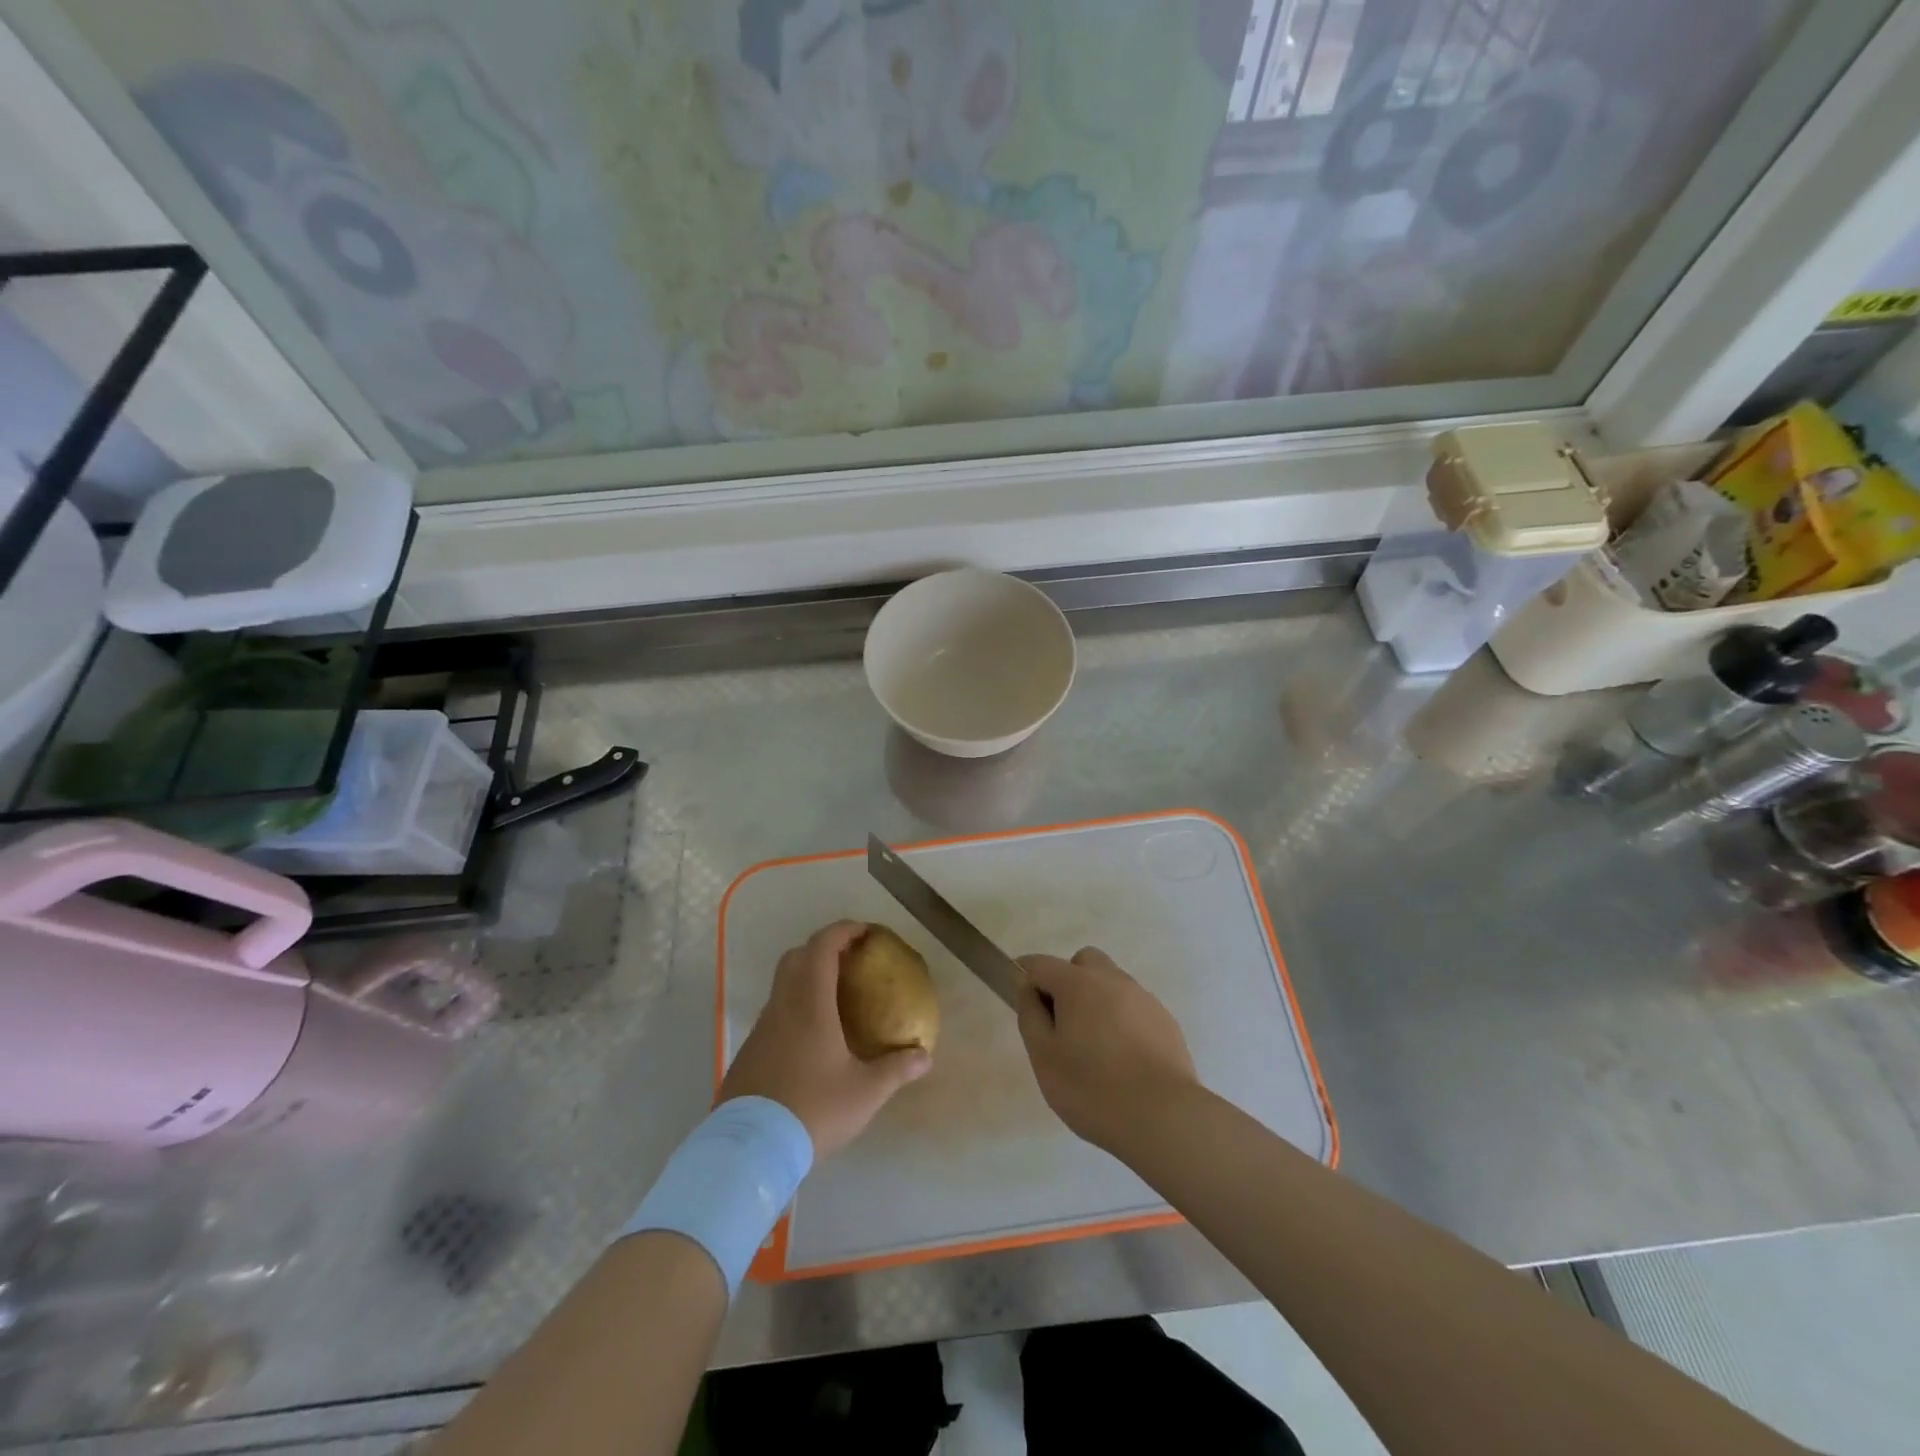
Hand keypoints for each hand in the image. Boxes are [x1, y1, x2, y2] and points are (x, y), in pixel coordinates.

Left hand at [720, 921, 930, 1158]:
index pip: (822, 947)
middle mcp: (782, 1006)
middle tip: (850, 960)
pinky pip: (774, 1012)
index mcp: (810, 1004)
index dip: (843, 931)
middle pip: (796, 956)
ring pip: (782, 984)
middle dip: (823, 948)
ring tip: (835, 997)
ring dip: (806, 977)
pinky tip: (811, 1037)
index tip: (865, 932)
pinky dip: (794, 1005)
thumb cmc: (812, 1111)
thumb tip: (925, 1056)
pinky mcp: (749, 1051)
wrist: (750, 1151)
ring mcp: (761, 1028)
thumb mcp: (865, 1093)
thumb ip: (896, 1070)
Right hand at [1015, 947, 1198, 1154]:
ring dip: (1097, 1000)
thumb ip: (1031, 1016)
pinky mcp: (1166, 1021)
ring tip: (1094, 1047)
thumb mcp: (1044, 1057)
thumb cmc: (1092, 1088)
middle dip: (1068, 980)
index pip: (1041, 964)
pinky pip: (1134, 1008)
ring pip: (1112, 983)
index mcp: (1078, 983)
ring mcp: (1143, 998)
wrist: (1163, 1117)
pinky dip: (1122, 1021)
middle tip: (1062, 1021)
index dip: (1025, 974)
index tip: (1019, 994)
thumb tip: (1029, 989)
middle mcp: (1113, 980)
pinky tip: (1122, 1059)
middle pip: (1084, 962)